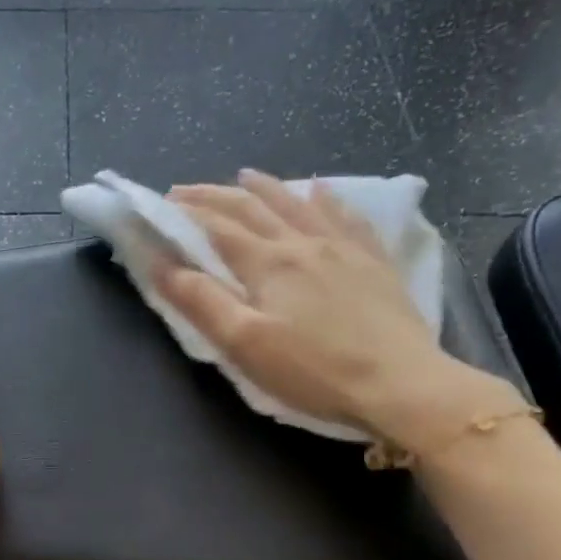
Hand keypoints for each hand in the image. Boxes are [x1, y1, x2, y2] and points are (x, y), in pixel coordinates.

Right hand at [159, 170, 518, 450]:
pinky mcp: (373, 262)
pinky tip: (322, 190)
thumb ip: (201, 301)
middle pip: (252, 208)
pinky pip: (347, 217)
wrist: (400, 384)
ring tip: (245, 175)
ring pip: (297, 205)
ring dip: (266, 188)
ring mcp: (343, 248)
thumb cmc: (313, 371)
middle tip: (186, 190)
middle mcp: (303, 243)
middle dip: (214, 196)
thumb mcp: (245, 343)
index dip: (185, 213)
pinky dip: (327, 199)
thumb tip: (160, 264)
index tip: (160, 204)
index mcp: (268, 263)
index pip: (217, 227)